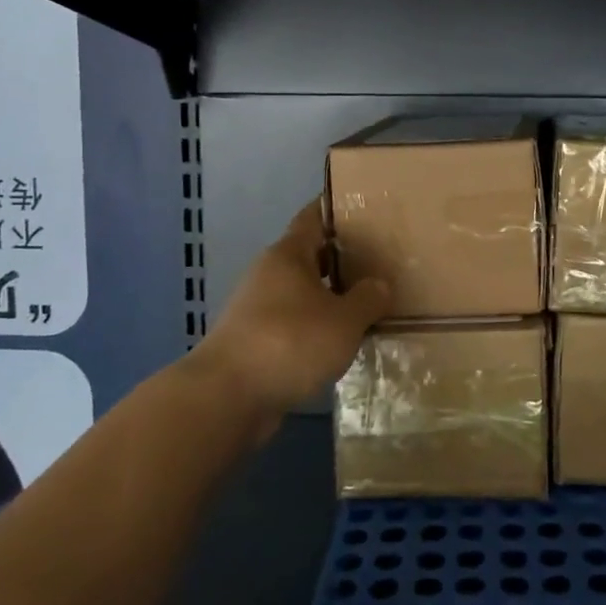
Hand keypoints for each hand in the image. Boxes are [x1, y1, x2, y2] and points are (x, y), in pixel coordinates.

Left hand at [199, 200, 390, 426]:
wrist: (227, 398)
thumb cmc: (289, 342)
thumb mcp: (344, 320)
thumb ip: (368, 299)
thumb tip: (379, 285)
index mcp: (288, 255)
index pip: (313, 217)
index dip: (336, 209)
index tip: (363, 206)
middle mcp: (269, 275)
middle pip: (309, 256)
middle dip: (341, 258)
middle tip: (378, 260)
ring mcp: (257, 309)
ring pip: (302, 293)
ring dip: (329, 297)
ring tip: (367, 304)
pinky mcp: (254, 343)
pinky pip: (293, 324)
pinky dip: (315, 328)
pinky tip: (340, 342)